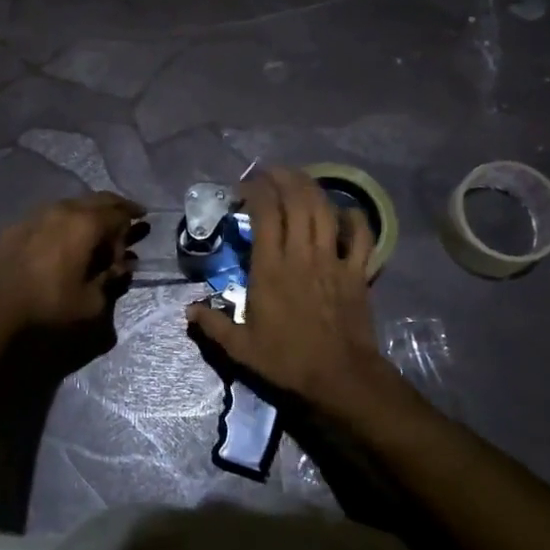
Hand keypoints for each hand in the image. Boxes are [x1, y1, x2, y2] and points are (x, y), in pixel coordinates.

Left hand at [0, 192, 142, 333]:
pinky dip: (63, 223)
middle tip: (127, 215)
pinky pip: (48, 217)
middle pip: (96, 200)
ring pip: (70, 205)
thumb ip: (110, 280)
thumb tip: (120, 267)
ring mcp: (34, 216)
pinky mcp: (14, 228)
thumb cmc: (49, 309)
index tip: (139, 231)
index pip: (119, 213)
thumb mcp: (92, 303)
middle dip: (114, 207)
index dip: (131, 224)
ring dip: (87, 214)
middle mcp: (61, 211)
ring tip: (94, 229)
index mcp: (85, 224)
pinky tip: (62, 240)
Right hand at [186, 168, 386, 405]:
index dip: (255, 191)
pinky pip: (361, 236)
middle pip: (297, 201)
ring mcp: (333, 260)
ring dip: (311, 187)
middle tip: (269, 172)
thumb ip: (213, 325)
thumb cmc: (287, 361)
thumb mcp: (240, 349)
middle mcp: (302, 255)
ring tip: (298, 178)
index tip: (243, 188)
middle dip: (283, 178)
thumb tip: (188, 310)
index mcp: (271, 269)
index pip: (265, 214)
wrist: (340, 377)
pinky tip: (343, 211)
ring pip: (325, 210)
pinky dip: (353, 218)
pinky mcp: (357, 272)